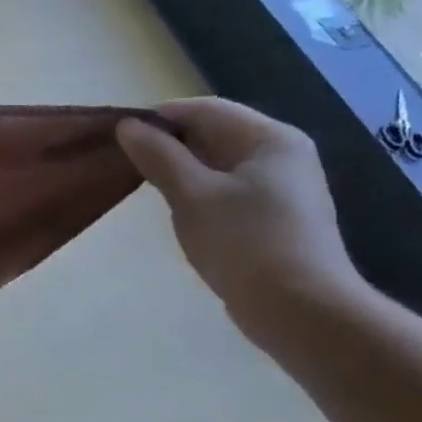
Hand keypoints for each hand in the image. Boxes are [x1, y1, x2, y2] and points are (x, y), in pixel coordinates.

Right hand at [115, 97, 365, 341]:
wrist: (301, 312)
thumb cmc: (244, 243)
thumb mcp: (191, 195)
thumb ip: (158, 156)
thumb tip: (128, 126)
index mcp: (269, 138)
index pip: (204, 109)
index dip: (159, 118)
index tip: (120, 137)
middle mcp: (283, 154)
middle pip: (214, 133)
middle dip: (170, 145)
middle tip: (129, 164)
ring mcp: (284, 188)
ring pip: (220, 164)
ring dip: (183, 171)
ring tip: (150, 190)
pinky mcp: (277, 218)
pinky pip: (230, 190)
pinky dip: (201, 193)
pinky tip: (182, 214)